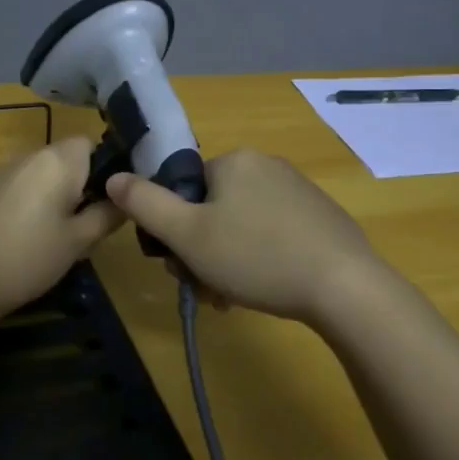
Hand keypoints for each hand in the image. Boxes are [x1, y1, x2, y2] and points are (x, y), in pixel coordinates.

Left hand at [0, 138, 124, 324]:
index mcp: (57, 160)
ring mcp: (1, 171)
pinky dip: (29, 203)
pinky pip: (18, 187)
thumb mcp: (78, 242)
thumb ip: (106, 215)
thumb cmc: (28, 258)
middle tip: (87, 224)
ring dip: (53, 195)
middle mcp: (28, 155)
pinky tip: (25, 237)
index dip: (105, 168)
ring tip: (56, 235)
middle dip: (80, 184)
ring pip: (40, 174)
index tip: (109, 201)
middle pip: (65, 158)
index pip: (90, 143)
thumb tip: (123, 200)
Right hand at [105, 148, 388, 324]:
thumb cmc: (257, 257)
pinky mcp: (320, 217)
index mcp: (234, 160)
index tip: (181, 265)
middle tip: (206, 289)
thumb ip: (145, 204)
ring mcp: (298, 190)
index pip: (184, 189)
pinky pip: (272, 233)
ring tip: (232, 299)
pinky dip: (259, 259)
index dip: (175, 229)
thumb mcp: (188, 235)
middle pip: (212, 209)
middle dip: (201, 250)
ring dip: (226, 261)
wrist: (346, 288)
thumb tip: (113, 177)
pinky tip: (264, 289)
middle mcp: (266, 165)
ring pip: (240, 225)